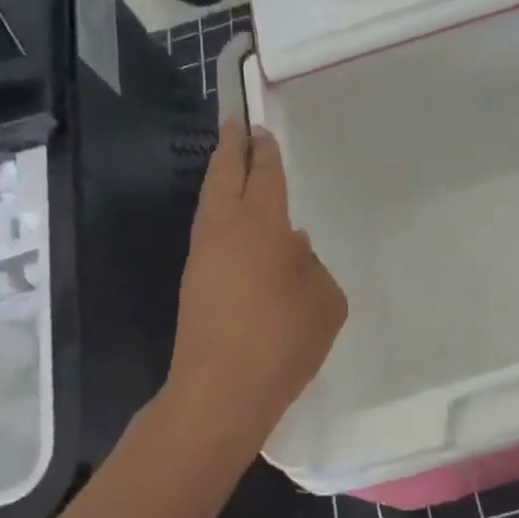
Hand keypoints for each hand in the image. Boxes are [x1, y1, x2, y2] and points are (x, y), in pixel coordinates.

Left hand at [165, 121, 346, 452]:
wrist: (221, 391)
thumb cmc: (283, 340)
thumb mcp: (325, 300)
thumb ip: (311, 266)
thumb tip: (291, 251)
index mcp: (262, 226)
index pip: (264, 176)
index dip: (264, 151)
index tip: (260, 129)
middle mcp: (226, 230)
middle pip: (223, 176)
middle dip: (230, 148)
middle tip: (234, 126)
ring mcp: (204, 256)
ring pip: (209, 202)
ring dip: (219, 178)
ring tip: (231, 166)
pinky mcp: (193, 282)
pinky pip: (208, 230)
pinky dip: (217, 211)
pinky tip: (233, 223)